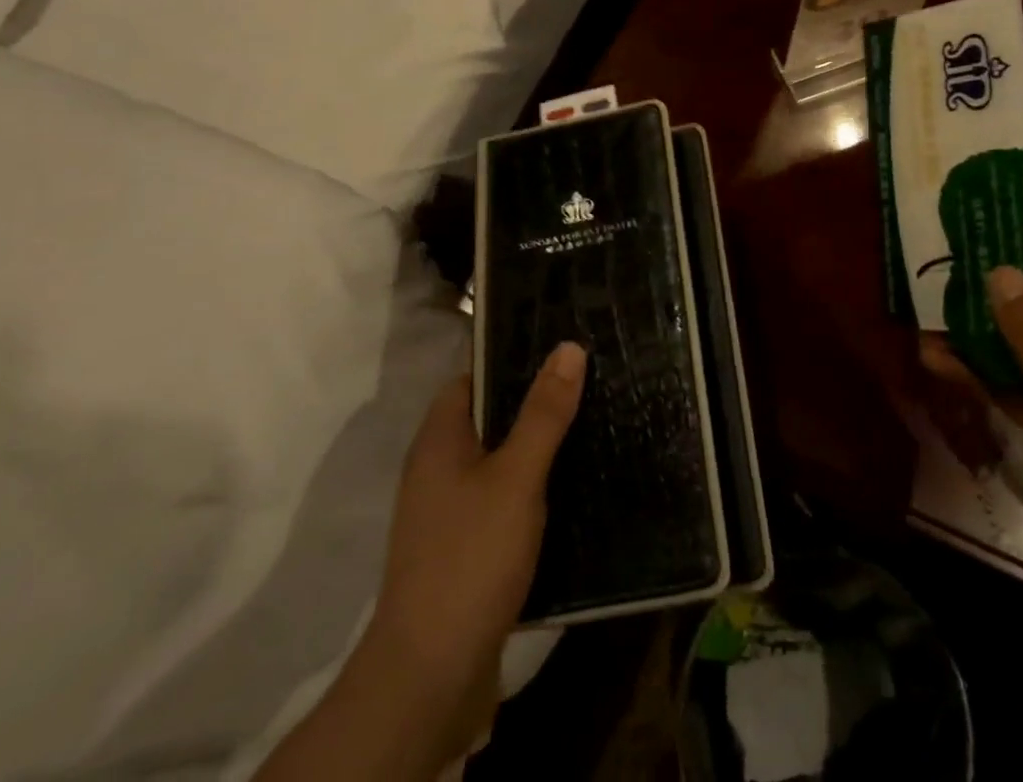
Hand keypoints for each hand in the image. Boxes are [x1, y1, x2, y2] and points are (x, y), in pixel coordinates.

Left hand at [359, 342, 586, 767]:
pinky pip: (502, 500)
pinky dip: (532, 490)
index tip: (561, 348)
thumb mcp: (516, 476)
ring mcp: (448, 513)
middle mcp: (437, 469)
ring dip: (536, 448)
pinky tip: (571, 489)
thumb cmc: (471, 557)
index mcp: (439, 440)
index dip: (513, 359)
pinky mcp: (464, 550)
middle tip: (589, 383)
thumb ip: (543, 413)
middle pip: (489, 417)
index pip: (474, 377)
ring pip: (498, 461)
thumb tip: (568, 347)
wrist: (431, 675)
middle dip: (534, 403)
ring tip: (591, 426)